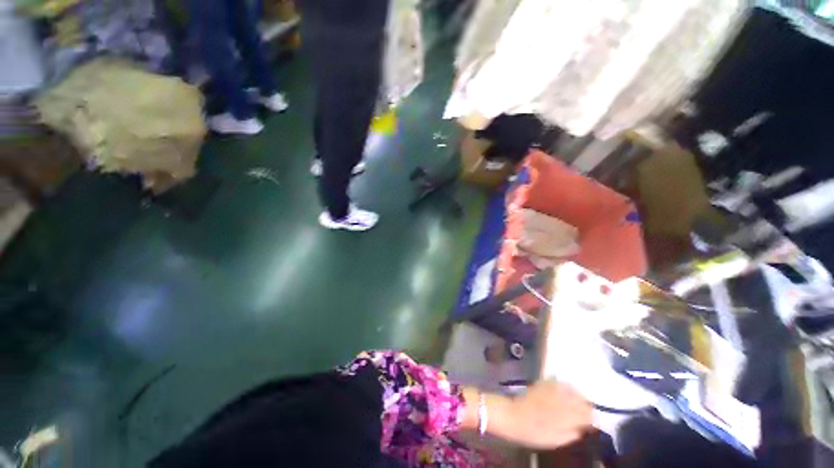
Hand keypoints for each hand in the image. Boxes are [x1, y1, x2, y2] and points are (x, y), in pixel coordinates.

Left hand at [494, 381, 592, 448]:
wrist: (514, 416)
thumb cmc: (535, 433)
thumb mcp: (557, 440)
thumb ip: (574, 433)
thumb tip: (585, 428)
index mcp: (568, 416)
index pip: (589, 414)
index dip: (592, 419)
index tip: (591, 423)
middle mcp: (563, 400)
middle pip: (582, 400)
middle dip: (585, 407)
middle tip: (584, 414)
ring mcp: (553, 389)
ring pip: (573, 390)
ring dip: (577, 397)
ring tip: (575, 404)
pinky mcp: (544, 383)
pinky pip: (560, 383)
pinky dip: (566, 388)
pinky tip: (564, 394)